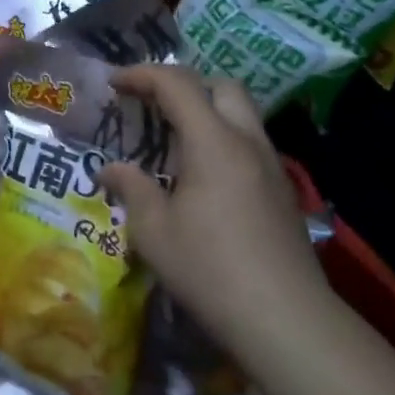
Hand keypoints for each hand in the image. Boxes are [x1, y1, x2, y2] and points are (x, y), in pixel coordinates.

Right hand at [100, 65, 334, 355]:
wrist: (285, 319)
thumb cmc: (210, 269)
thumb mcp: (154, 231)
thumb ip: (131, 189)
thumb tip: (109, 169)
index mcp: (213, 142)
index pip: (176, 84)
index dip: (141, 75)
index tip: (114, 84)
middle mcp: (247, 141)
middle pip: (220, 86)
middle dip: (183, 85)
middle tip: (152, 107)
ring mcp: (271, 165)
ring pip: (241, 114)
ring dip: (206, 113)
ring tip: (173, 142)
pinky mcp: (282, 191)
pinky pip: (250, 143)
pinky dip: (222, 140)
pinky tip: (203, 178)